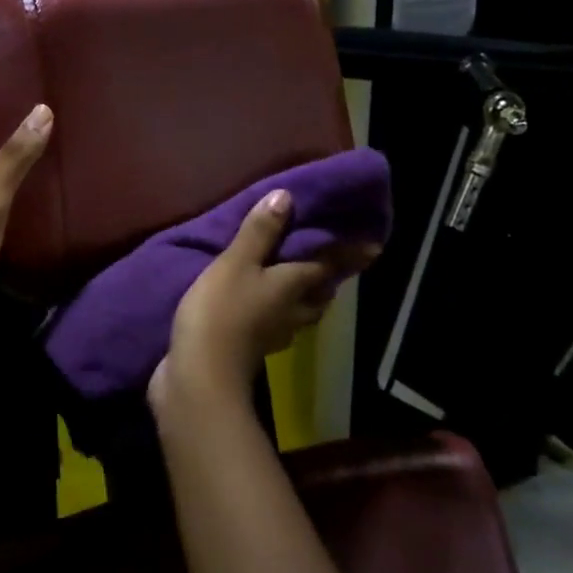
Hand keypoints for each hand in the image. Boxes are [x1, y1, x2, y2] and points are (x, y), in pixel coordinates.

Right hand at [152, 189, 379, 412]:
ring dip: (304, 299)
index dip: (349, 254)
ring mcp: (272, 335)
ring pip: (299, 313)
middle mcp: (291, 312)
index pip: (328, 266)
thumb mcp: (236, 264)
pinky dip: (274, 314)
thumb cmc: (222, 312)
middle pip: (319, 295)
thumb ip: (259, 232)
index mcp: (293, 287)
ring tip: (297, 283)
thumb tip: (287, 197)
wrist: (199, 375)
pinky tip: (260, 308)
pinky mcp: (251, 349)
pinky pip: (273, 326)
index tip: (374, 247)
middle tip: (329, 263)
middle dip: (327, 280)